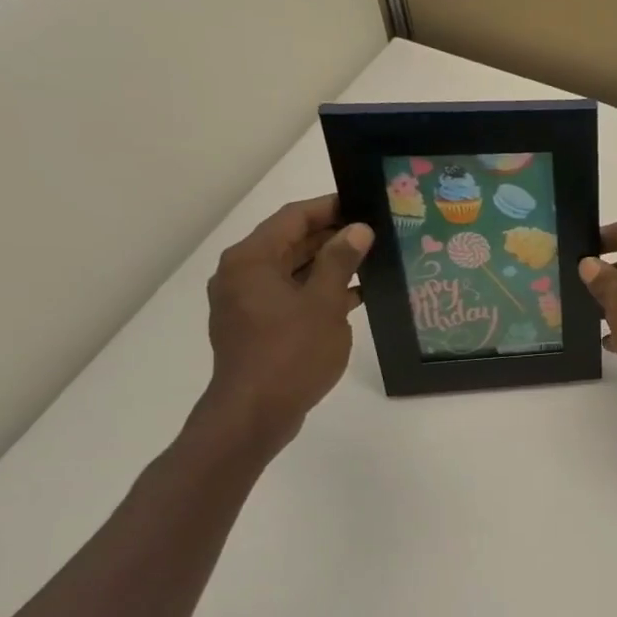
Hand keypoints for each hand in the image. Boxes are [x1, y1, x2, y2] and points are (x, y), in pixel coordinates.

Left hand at [198, 195, 372, 449]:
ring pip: (291, 270)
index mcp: (252, 259)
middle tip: (374, 233)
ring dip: (328, 266)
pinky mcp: (255, 326)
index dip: (329, 207)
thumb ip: (341, 261)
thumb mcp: (324, 303)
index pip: (293, 217)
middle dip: (332, 237)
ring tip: (371, 262)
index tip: (364, 203)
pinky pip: (289, 295)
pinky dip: (316, 291)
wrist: (255, 412)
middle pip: (290, 242)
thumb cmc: (291, 353)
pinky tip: (353, 297)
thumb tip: (357, 229)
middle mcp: (242, 274)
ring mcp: (246, 302)